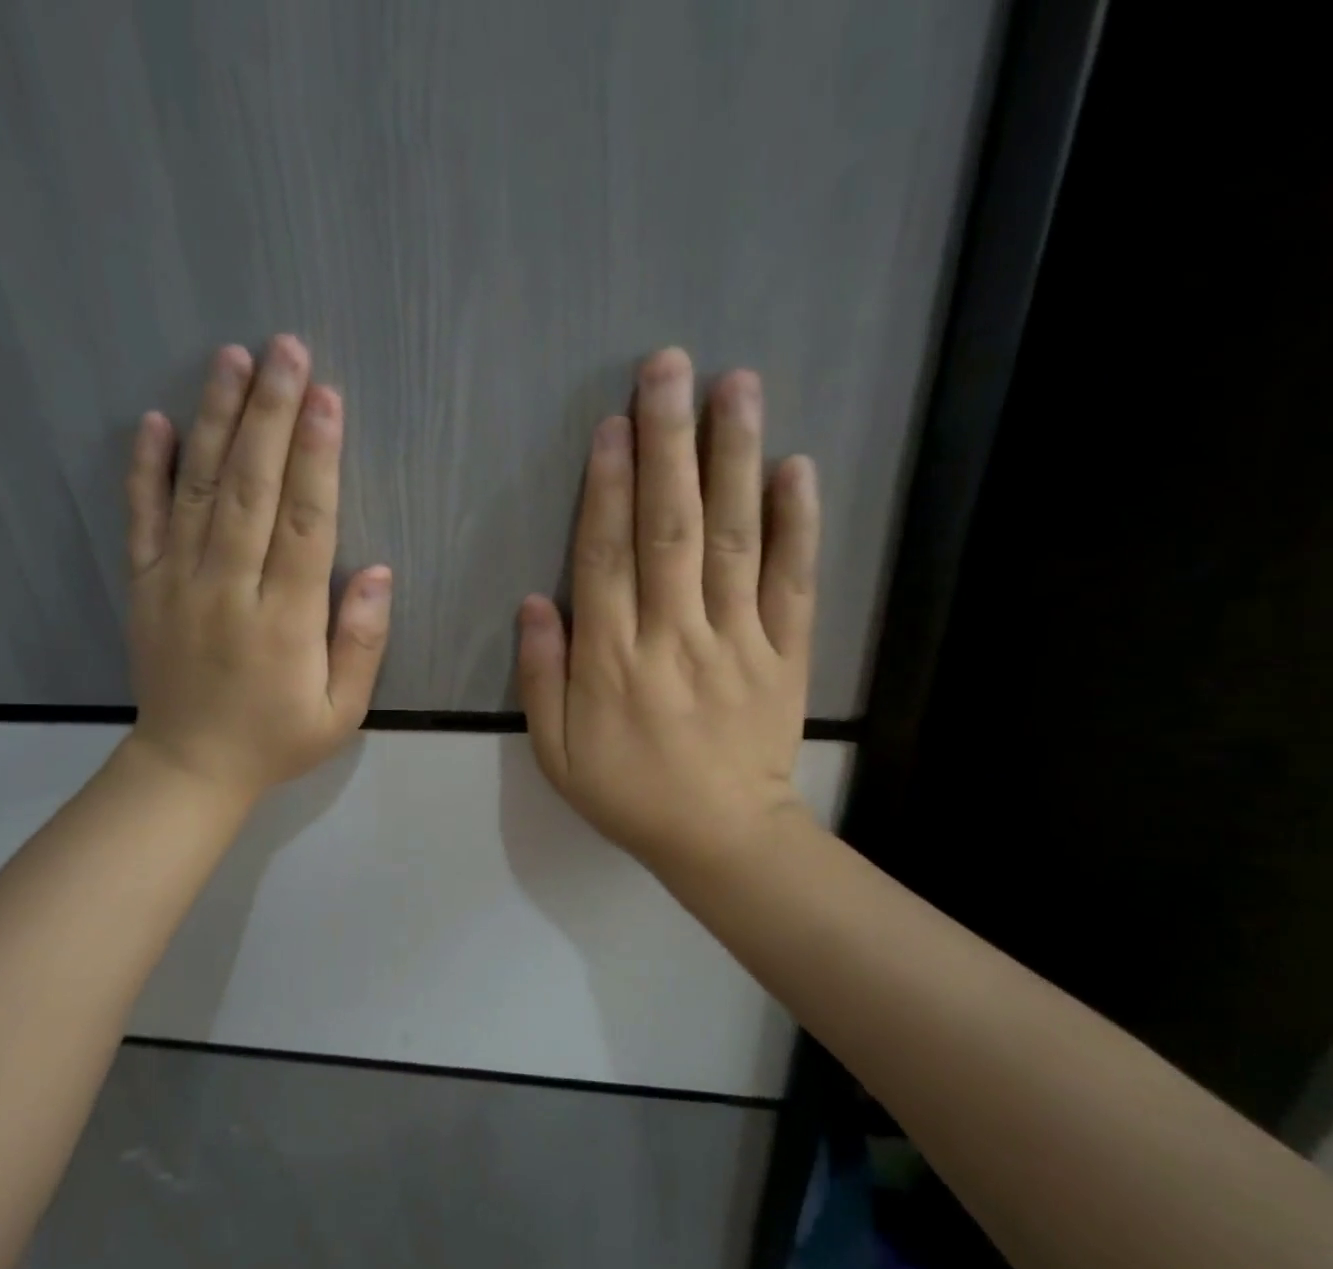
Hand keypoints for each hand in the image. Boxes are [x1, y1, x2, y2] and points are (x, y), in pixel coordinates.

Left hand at [121, 335, 390, 800]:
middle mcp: (228, 589)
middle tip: (283, 348)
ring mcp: (178, 583)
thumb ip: (361, 643)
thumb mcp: (341, 711)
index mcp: (284, 621)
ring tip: (230, 358)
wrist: (188, 768)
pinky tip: (156, 421)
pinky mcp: (144, 586)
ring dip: (215, 420)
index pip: (303, 525)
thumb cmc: (276, 740)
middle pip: (250, 489)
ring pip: (198, 490)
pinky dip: (145, 469)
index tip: (325, 397)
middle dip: (269, 414)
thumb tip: (377, 571)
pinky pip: (141, 520)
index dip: (316, 458)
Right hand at [517, 348, 819, 871]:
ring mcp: (737, 641)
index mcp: (612, 660)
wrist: (722, 837)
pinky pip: (793, 583)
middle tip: (669, 367)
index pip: (606, 556)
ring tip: (736, 386)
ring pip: (734, 539)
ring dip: (733, 459)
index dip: (606, 487)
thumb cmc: (630, 795)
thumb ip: (542, 677)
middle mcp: (674, 636)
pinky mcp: (785, 654)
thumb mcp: (557, 753)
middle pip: (670, 527)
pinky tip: (796, 468)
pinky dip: (798, 525)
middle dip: (668, 444)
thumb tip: (534, 601)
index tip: (612, 424)